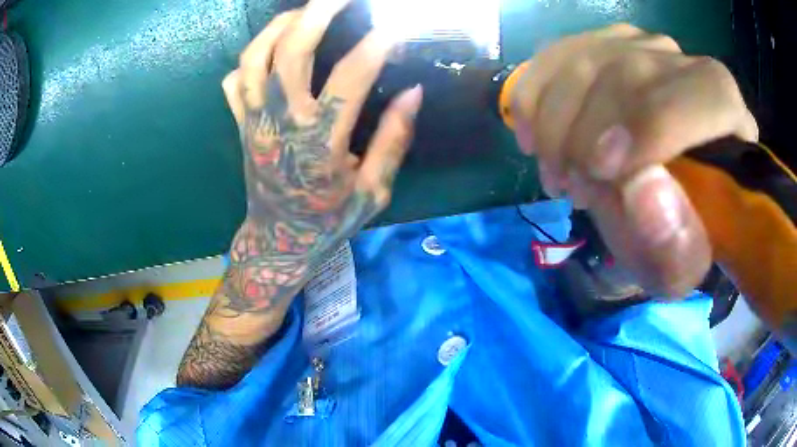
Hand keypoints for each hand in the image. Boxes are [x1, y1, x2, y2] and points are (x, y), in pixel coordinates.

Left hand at [221, 1, 421, 314]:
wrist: (278, 242)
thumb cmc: (328, 220)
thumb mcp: (373, 192)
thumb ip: (394, 140)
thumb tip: (413, 92)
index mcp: (320, 143)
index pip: (350, 78)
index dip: (376, 45)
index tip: (395, 28)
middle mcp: (281, 123)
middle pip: (290, 53)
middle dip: (317, 14)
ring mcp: (253, 121)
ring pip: (254, 59)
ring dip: (279, 26)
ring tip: (304, 11)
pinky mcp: (240, 125)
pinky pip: (235, 80)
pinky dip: (250, 56)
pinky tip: (271, 46)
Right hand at [511, 24, 757, 296]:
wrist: (662, 195)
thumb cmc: (678, 233)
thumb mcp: (680, 265)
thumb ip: (674, 244)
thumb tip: (642, 187)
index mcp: (729, 116)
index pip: (705, 95)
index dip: (654, 125)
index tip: (602, 171)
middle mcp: (686, 64)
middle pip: (630, 72)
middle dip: (586, 136)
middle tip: (571, 188)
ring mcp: (638, 45)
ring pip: (582, 61)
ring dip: (556, 125)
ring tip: (558, 173)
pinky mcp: (598, 43)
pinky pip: (553, 56)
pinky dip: (532, 98)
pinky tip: (535, 137)